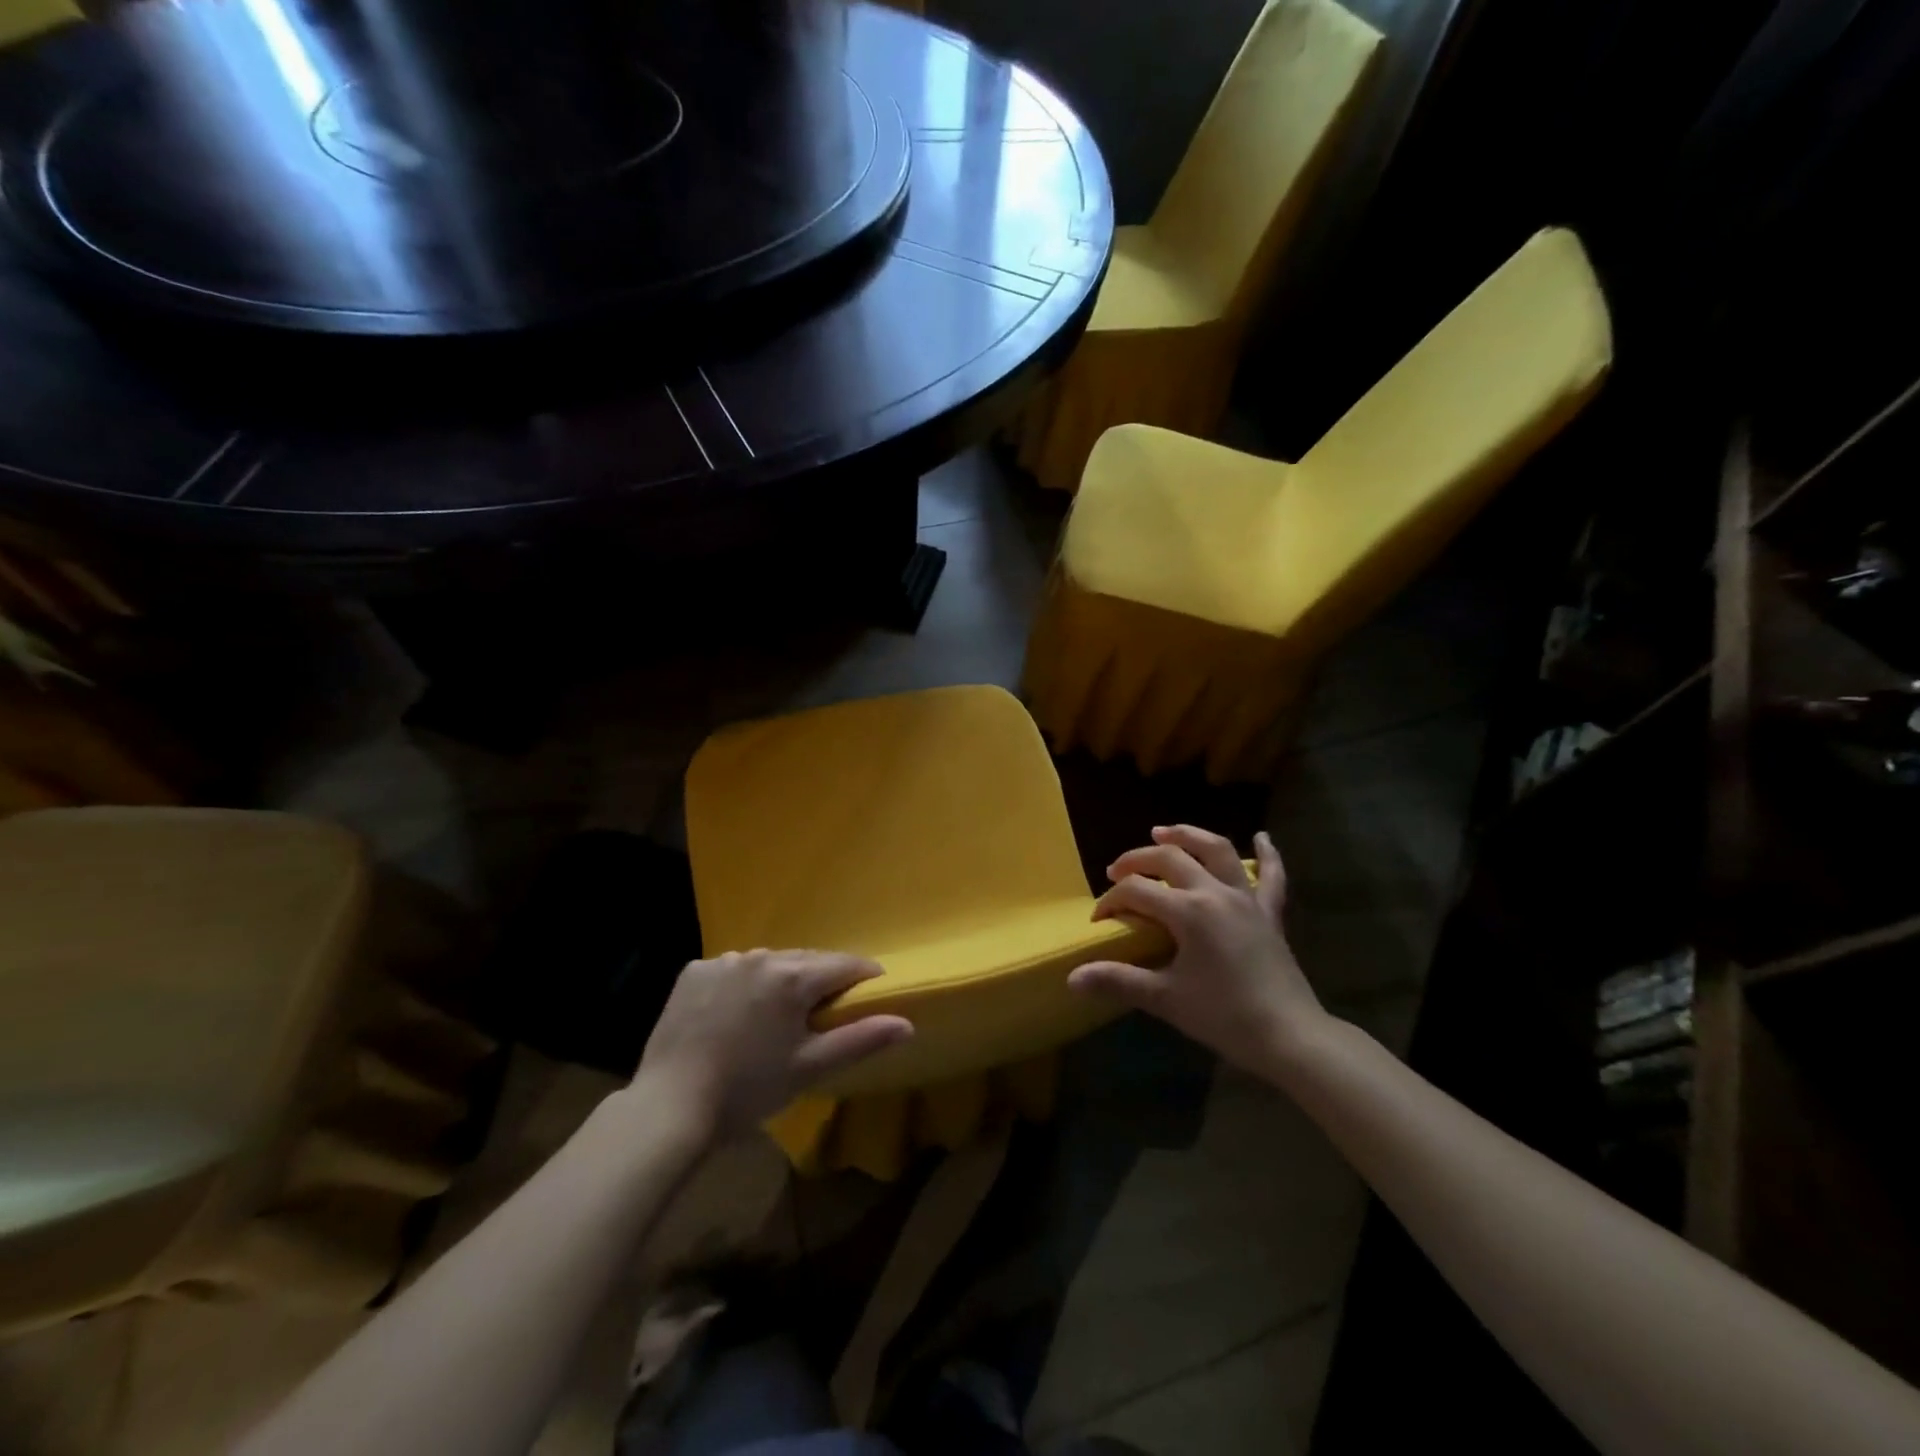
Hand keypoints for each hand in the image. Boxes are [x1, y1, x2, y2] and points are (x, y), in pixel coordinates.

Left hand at [635, 950, 912, 1137]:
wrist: (670, 1105)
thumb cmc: (749, 1089)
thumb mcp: (810, 1068)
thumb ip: (860, 1039)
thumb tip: (907, 1023)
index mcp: (793, 976)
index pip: (844, 964)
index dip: (863, 977)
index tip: (872, 991)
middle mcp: (760, 956)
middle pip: (806, 960)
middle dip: (821, 979)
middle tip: (825, 1010)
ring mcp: (723, 960)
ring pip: (768, 963)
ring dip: (781, 980)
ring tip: (778, 1014)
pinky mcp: (693, 971)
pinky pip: (732, 969)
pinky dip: (742, 984)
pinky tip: (735, 1014)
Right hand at [1068, 826, 1326, 1072]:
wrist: (1290, 1036)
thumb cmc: (1224, 1016)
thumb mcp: (1165, 999)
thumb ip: (1118, 981)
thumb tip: (1073, 978)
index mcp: (1188, 911)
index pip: (1137, 891)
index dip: (1111, 901)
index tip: (1098, 921)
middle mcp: (1215, 892)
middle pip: (1170, 858)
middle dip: (1137, 859)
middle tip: (1116, 871)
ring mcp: (1247, 899)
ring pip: (1217, 850)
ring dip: (1188, 836)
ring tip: (1164, 832)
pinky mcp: (1270, 913)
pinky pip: (1272, 876)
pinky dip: (1267, 854)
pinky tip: (1263, 837)